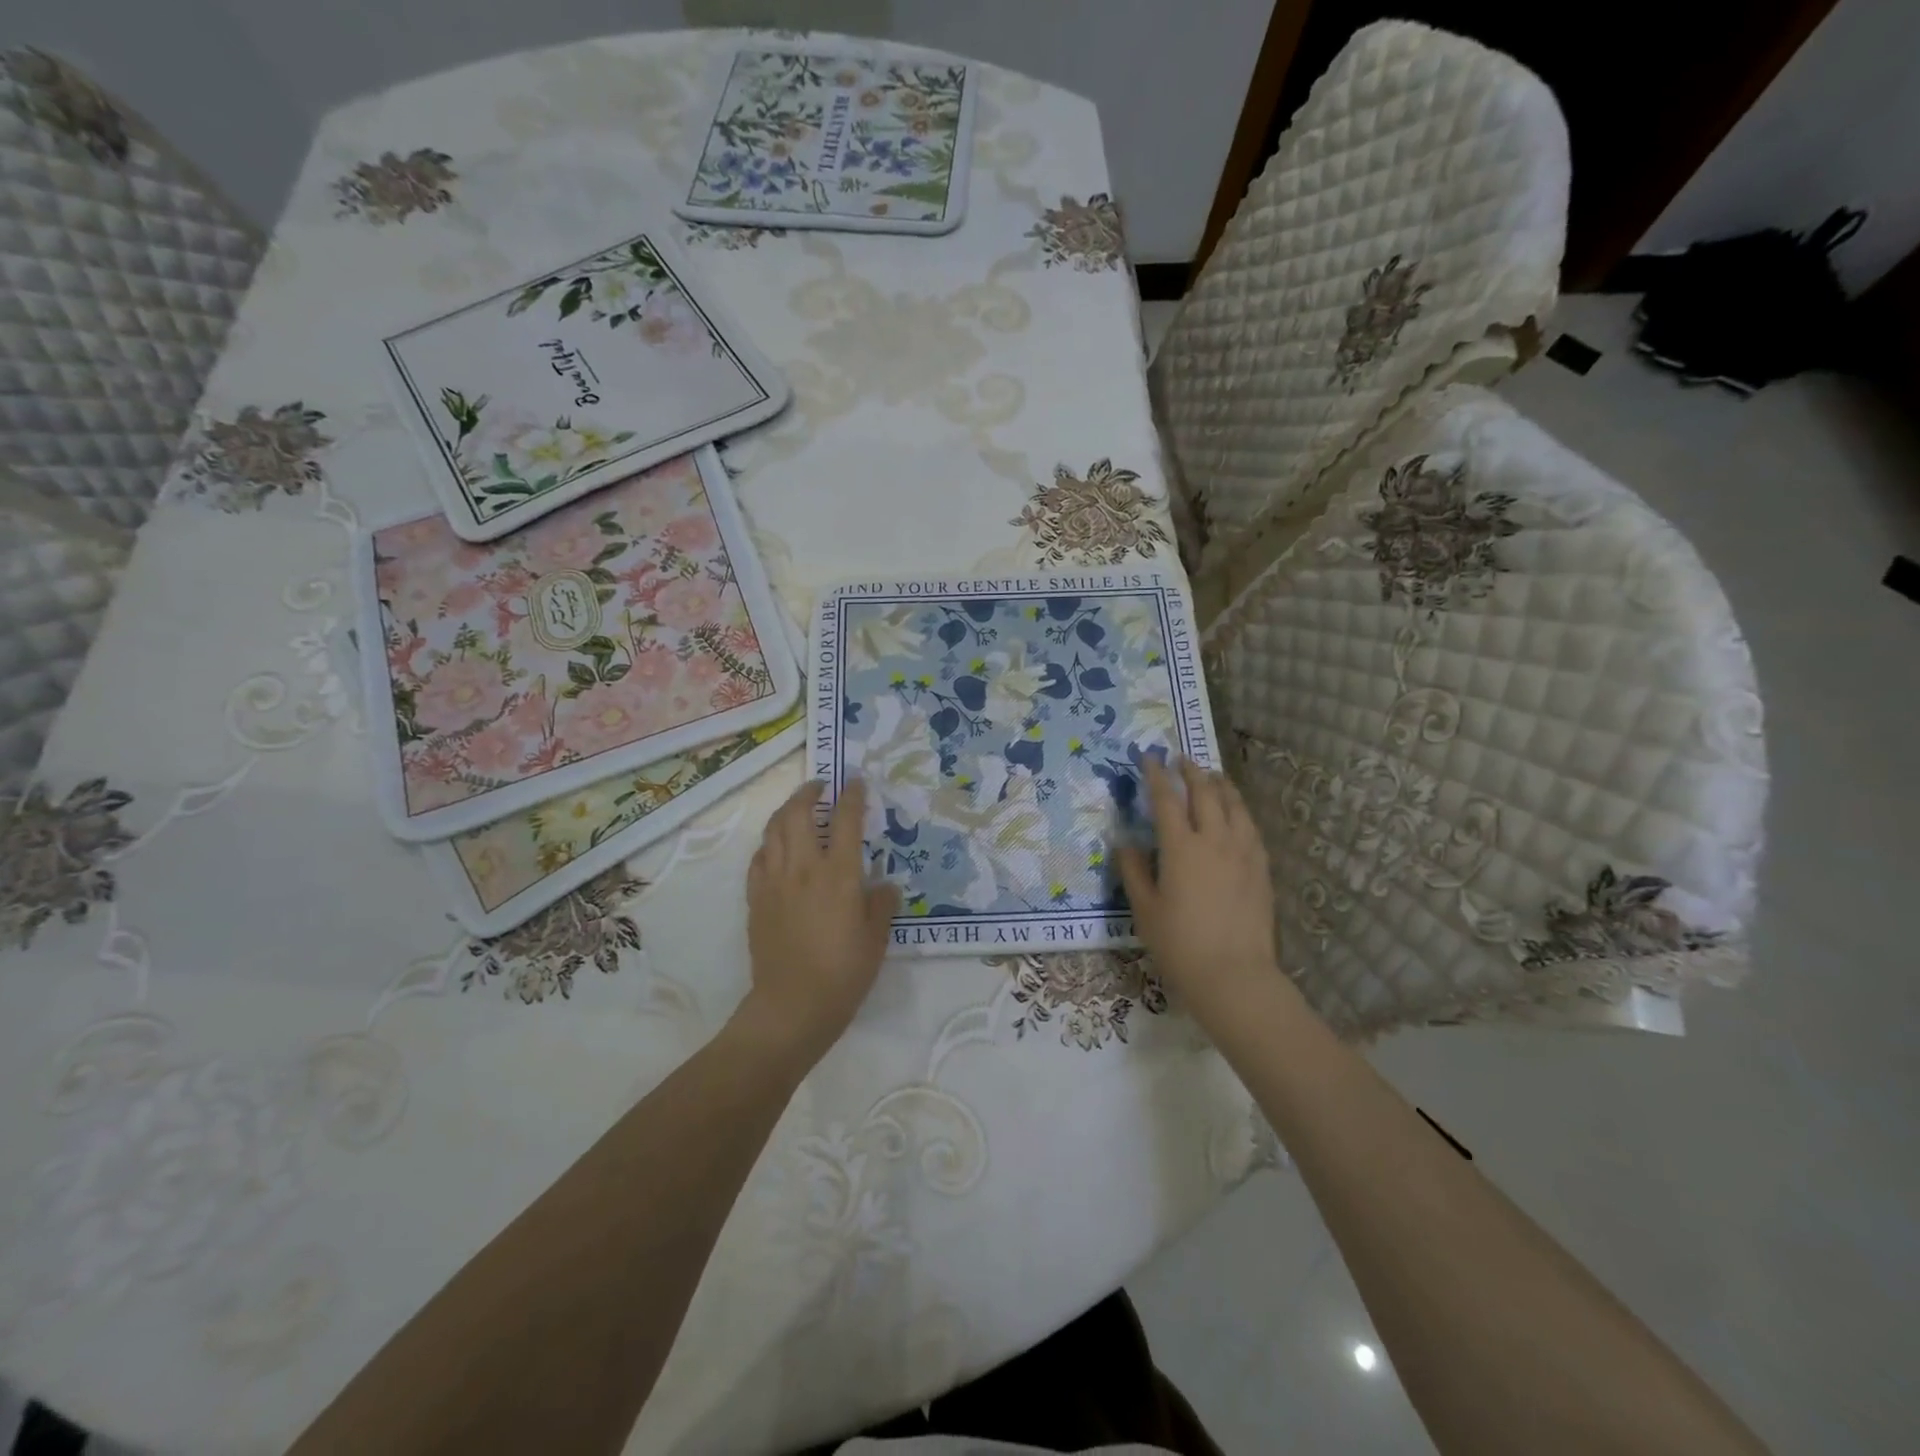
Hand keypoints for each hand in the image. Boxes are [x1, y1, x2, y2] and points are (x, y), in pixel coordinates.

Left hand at [740, 778, 900, 1065]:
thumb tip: (884, 886)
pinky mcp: (756, 899)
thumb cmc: (842, 974)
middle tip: (820, 787)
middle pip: (798, 814)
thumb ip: (881, 905)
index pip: (846, 820)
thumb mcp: (876, 940)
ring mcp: (774, 882)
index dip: (852, 796)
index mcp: (839, 875)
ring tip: (797, 809)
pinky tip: (776, 849)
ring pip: (773, 830)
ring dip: (785, 811)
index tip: (856, 781)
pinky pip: (759, 859)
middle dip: (808, 792)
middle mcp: (803, 868)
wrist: (792, 1006)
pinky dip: (769, 844)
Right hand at [1119, 757, 1284, 1035]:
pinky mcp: (1261, 868)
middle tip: (1180, 759)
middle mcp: (1214, 840)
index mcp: (1181, 847)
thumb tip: (1125, 843)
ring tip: (1212, 776)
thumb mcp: (1145, 909)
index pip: (1166, 799)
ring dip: (1220, 785)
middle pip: (1204, 793)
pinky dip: (1239, 810)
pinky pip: (1250, 827)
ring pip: (1234, 805)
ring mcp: (1243, 853)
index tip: (1149, 758)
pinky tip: (1236, 813)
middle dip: (1190, 771)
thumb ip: (1134, 871)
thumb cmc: (1180, 944)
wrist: (1234, 976)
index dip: (1156, 776)